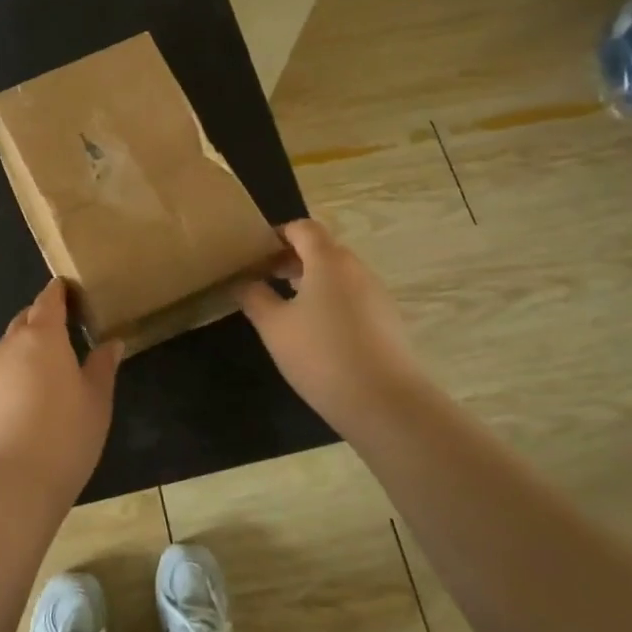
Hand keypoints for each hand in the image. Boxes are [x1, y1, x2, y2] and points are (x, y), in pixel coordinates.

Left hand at [0, 279, 122, 505]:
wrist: (9, 484)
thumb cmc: (65, 435)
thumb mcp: (97, 401)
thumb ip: (102, 366)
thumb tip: (112, 342)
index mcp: (42, 336)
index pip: (48, 300)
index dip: (59, 292)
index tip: (70, 290)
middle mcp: (10, 345)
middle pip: (26, 319)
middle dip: (43, 318)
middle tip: (66, 329)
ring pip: (10, 346)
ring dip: (28, 348)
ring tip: (50, 366)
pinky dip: (14, 372)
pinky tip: (28, 397)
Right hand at [239, 219, 422, 428]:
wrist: (386, 404)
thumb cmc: (321, 354)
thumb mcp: (273, 325)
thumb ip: (253, 296)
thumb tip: (242, 281)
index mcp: (328, 260)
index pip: (303, 228)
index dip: (277, 234)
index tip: (255, 253)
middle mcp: (357, 269)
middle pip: (322, 250)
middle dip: (291, 259)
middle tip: (263, 279)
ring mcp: (377, 296)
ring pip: (338, 276)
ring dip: (311, 282)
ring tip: (285, 308)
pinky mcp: (388, 323)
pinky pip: (353, 299)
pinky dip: (330, 303)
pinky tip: (315, 334)